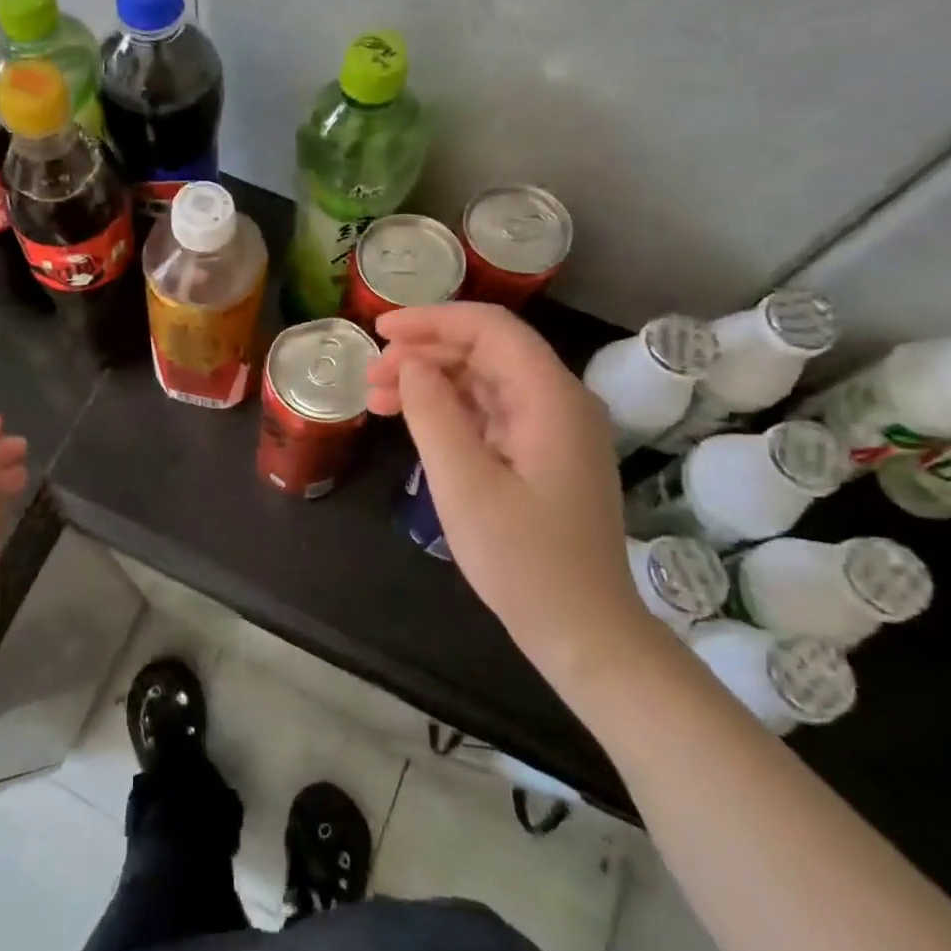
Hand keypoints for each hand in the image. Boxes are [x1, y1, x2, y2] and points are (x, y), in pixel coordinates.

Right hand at [368, 303, 660, 692]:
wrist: (582, 630)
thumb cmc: (522, 559)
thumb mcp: (464, 483)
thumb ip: (433, 413)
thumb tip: (409, 364)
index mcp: (551, 398)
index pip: (491, 329)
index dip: (432, 320)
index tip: (379, 332)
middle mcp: (559, 402)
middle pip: (486, 351)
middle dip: (423, 354)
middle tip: (369, 376)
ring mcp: (553, 430)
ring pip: (485, 381)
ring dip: (431, 382)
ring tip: (376, 400)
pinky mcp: (542, 455)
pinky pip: (491, 413)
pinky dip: (449, 411)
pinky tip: (413, 422)